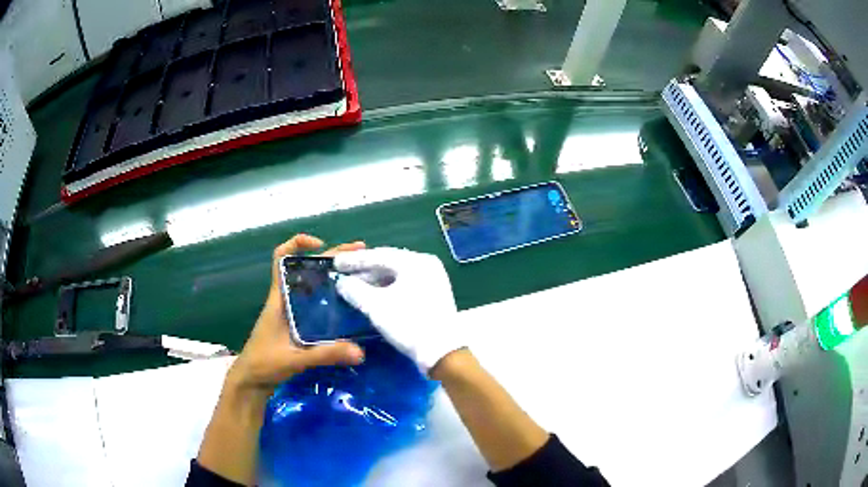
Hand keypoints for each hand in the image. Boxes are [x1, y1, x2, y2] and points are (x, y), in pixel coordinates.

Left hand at [227, 234, 365, 399]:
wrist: (251, 380)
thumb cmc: (265, 364)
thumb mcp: (295, 359)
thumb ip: (325, 354)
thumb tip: (360, 351)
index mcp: (279, 298)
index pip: (281, 258)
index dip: (298, 244)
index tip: (322, 246)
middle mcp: (285, 299)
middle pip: (305, 267)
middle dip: (331, 257)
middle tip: (360, 255)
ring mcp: (290, 311)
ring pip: (311, 283)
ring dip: (332, 275)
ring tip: (359, 274)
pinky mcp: (296, 324)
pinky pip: (313, 301)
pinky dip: (329, 295)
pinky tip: (346, 303)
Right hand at [334, 248, 464, 373]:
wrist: (442, 352)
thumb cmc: (408, 324)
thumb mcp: (376, 307)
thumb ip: (355, 290)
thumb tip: (342, 283)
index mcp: (416, 262)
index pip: (379, 255)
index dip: (354, 260)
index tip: (335, 263)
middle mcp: (427, 265)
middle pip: (389, 263)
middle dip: (364, 270)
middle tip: (343, 274)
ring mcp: (433, 279)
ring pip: (398, 275)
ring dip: (375, 280)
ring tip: (355, 286)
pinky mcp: (434, 294)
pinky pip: (406, 284)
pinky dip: (388, 288)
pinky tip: (374, 295)